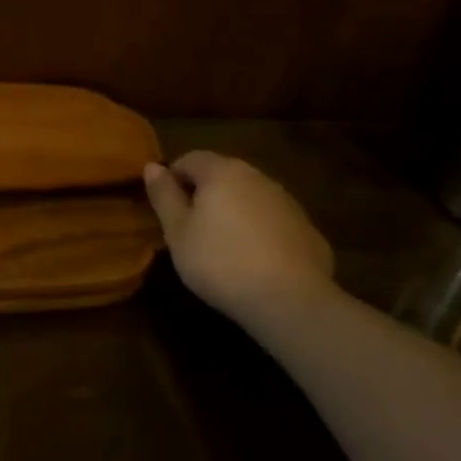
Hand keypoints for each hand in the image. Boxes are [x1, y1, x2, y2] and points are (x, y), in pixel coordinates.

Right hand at [144, 151, 333, 326]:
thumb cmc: (220, 262)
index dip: (172, 178)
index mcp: (222, 172)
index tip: (166, 208)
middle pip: (222, 175)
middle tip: (191, 227)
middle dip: (204, 194)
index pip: (189, 159)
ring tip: (223, 245)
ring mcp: (288, 202)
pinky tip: (256, 261)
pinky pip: (274, 222)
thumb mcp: (177, 232)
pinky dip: (260, 232)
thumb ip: (164, 196)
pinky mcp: (308, 230)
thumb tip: (152, 166)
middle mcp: (257, 177)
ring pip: (250, 197)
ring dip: (234, 211)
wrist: (290, 301)